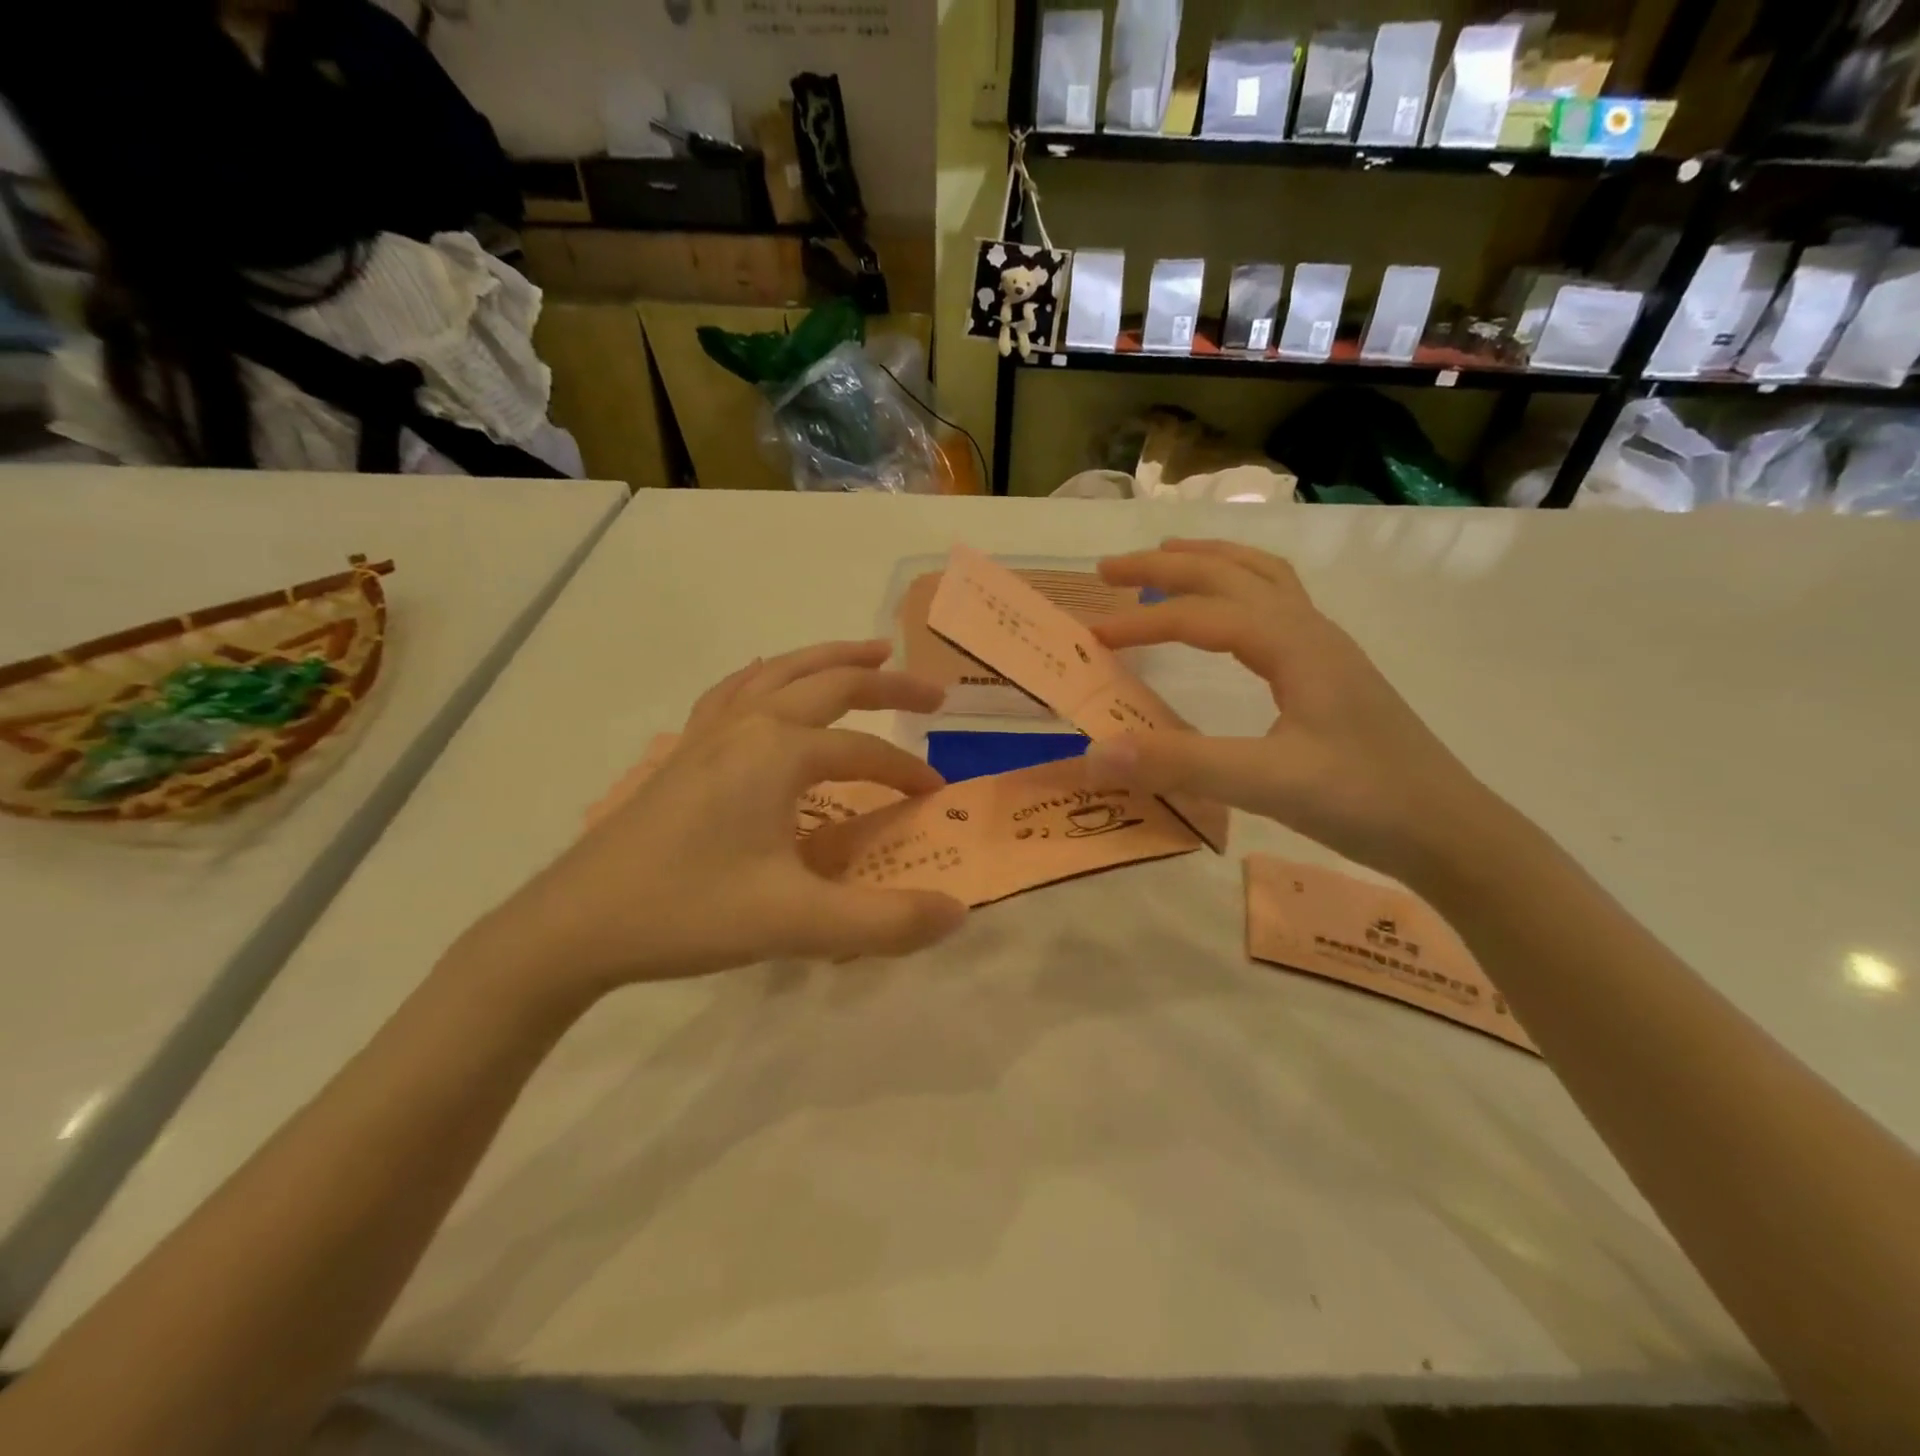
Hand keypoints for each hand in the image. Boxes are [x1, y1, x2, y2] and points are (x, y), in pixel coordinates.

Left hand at [468, 641, 967, 994]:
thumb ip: (883, 921)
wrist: (574, 925)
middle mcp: (746, 726)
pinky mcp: (682, 752)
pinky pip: (735, 691)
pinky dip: (769, 676)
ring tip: (868, 653)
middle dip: (885, 684)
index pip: (863, 752)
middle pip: (829, 684)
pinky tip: (770, 684)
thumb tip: (957, 913)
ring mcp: (707, 733)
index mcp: (777, 753)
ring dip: (829, 659)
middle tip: (930, 692)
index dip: (905, 773)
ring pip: (779, 673)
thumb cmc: (688, 912)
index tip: (935, 795)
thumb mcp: (796, 923)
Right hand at [1088, 541, 1504, 881]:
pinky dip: (1238, 589)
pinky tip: (1226, 616)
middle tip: (1109, 570)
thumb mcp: (1266, 783)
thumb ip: (1180, 764)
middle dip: (1166, 565)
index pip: (1201, 614)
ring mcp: (1325, 648)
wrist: (1448, 830)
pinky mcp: (1331, 672)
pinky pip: (1277, 605)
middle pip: (1230, 573)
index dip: (1141, 622)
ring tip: (1165, 561)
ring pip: (1261, 578)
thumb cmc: (1363, 800)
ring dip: (1208, 563)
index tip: (1091, 636)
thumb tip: (1094, 752)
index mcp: (1294, 644)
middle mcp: (1310, 630)